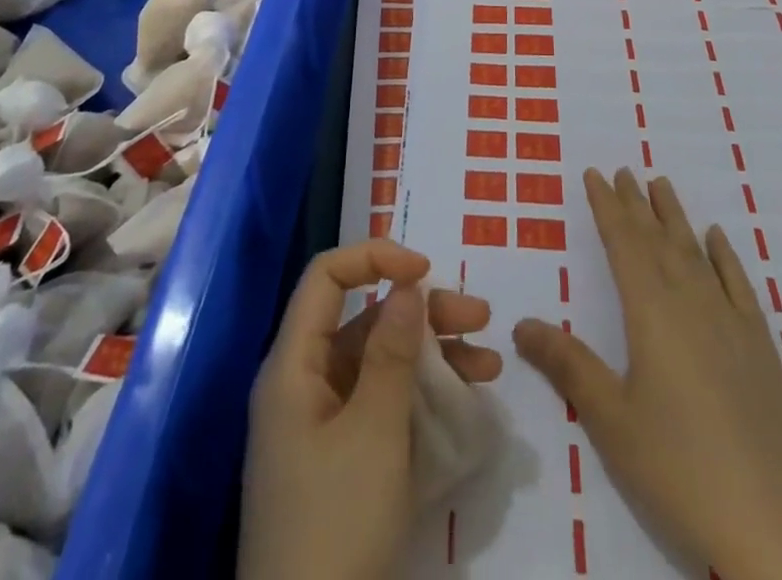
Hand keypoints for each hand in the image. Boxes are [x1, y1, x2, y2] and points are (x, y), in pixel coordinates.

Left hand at [238, 239, 501, 579]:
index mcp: (293, 365)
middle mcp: (304, 385)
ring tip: (488, 365)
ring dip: (432, 355)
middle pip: (363, 320)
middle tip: (480, 318)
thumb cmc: (336, 523)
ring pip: (379, 363)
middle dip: (422, 312)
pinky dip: (420, 397)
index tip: (425, 269)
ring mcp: (322, 426)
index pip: (327, 278)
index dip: (374, 258)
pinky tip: (462, 403)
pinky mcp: (341, 462)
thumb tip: (408, 283)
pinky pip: (382, 406)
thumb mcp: (374, 431)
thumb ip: (393, 350)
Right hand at [513, 169, 781, 579]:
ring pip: (695, 252)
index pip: (624, 244)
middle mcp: (690, 302)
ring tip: (661, 184)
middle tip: (623, 170)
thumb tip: (521, 324)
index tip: (596, 174)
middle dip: (637, 204)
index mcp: (651, 313)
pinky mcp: (759, 346)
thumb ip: (568, 365)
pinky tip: (715, 238)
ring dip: (675, 217)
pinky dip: (723, 255)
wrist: (775, 521)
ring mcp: (729, 321)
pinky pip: (737, 283)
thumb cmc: (680, 468)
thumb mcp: (611, 420)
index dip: (608, 207)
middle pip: (658, 240)